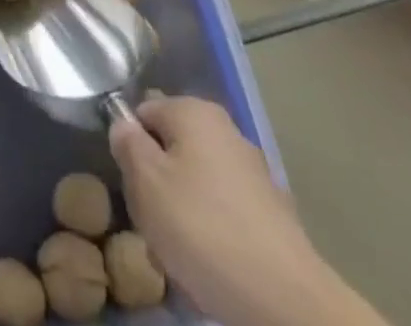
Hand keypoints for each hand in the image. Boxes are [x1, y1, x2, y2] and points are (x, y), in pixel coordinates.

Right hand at [109, 95, 387, 325]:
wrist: (285, 299)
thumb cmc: (203, 228)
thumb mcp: (146, 182)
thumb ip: (127, 144)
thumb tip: (124, 126)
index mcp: (194, 110)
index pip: (144, 112)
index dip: (130, 145)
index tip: (132, 185)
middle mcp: (225, 128)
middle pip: (172, 146)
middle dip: (158, 180)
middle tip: (153, 221)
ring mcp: (252, 170)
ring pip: (197, 180)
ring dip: (183, 208)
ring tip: (180, 249)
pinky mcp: (271, 211)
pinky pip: (224, 210)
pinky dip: (212, 229)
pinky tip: (212, 263)